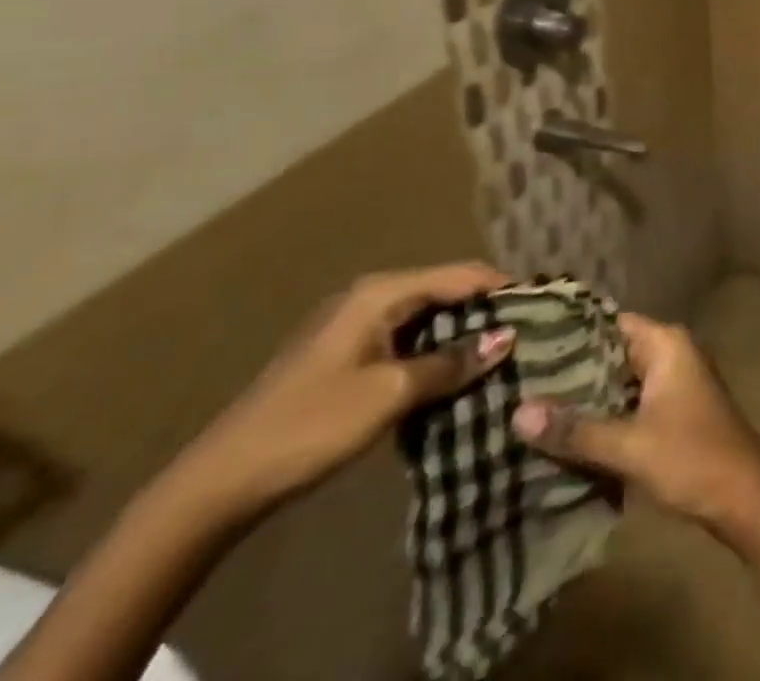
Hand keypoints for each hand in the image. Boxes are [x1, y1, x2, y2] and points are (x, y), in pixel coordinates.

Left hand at [169, 262, 513, 522]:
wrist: (218, 483)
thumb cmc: (311, 425)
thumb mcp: (391, 394)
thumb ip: (452, 363)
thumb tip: (508, 338)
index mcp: (381, 293)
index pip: (460, 275)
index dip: (502, 287)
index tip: (542, 306)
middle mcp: (370, 297)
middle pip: (444, 291)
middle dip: (484, 311)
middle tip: (525, 334)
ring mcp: (353, 325)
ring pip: (425, 318)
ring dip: (459, 335)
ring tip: (497, 356)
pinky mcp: (344, 354)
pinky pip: (404, 339)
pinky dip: (432, 352)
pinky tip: (451, 376)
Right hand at [511, 314, 759, 535]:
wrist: (744, 497)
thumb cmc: (691, 458)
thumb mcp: (629, 446)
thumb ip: (575, 429)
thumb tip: (517, 411)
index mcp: (666, 343)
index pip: (609, 323)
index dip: (568, 333)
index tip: (523, 345)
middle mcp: (670, 352)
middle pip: (611, 352)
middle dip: (569, 369)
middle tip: (514, 382)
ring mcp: (673, 382)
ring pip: (618, 380)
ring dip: (583, 396)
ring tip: (526, 408)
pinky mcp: (671, 411)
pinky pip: (628, 402)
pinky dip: (602, 414)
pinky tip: (563, 435)